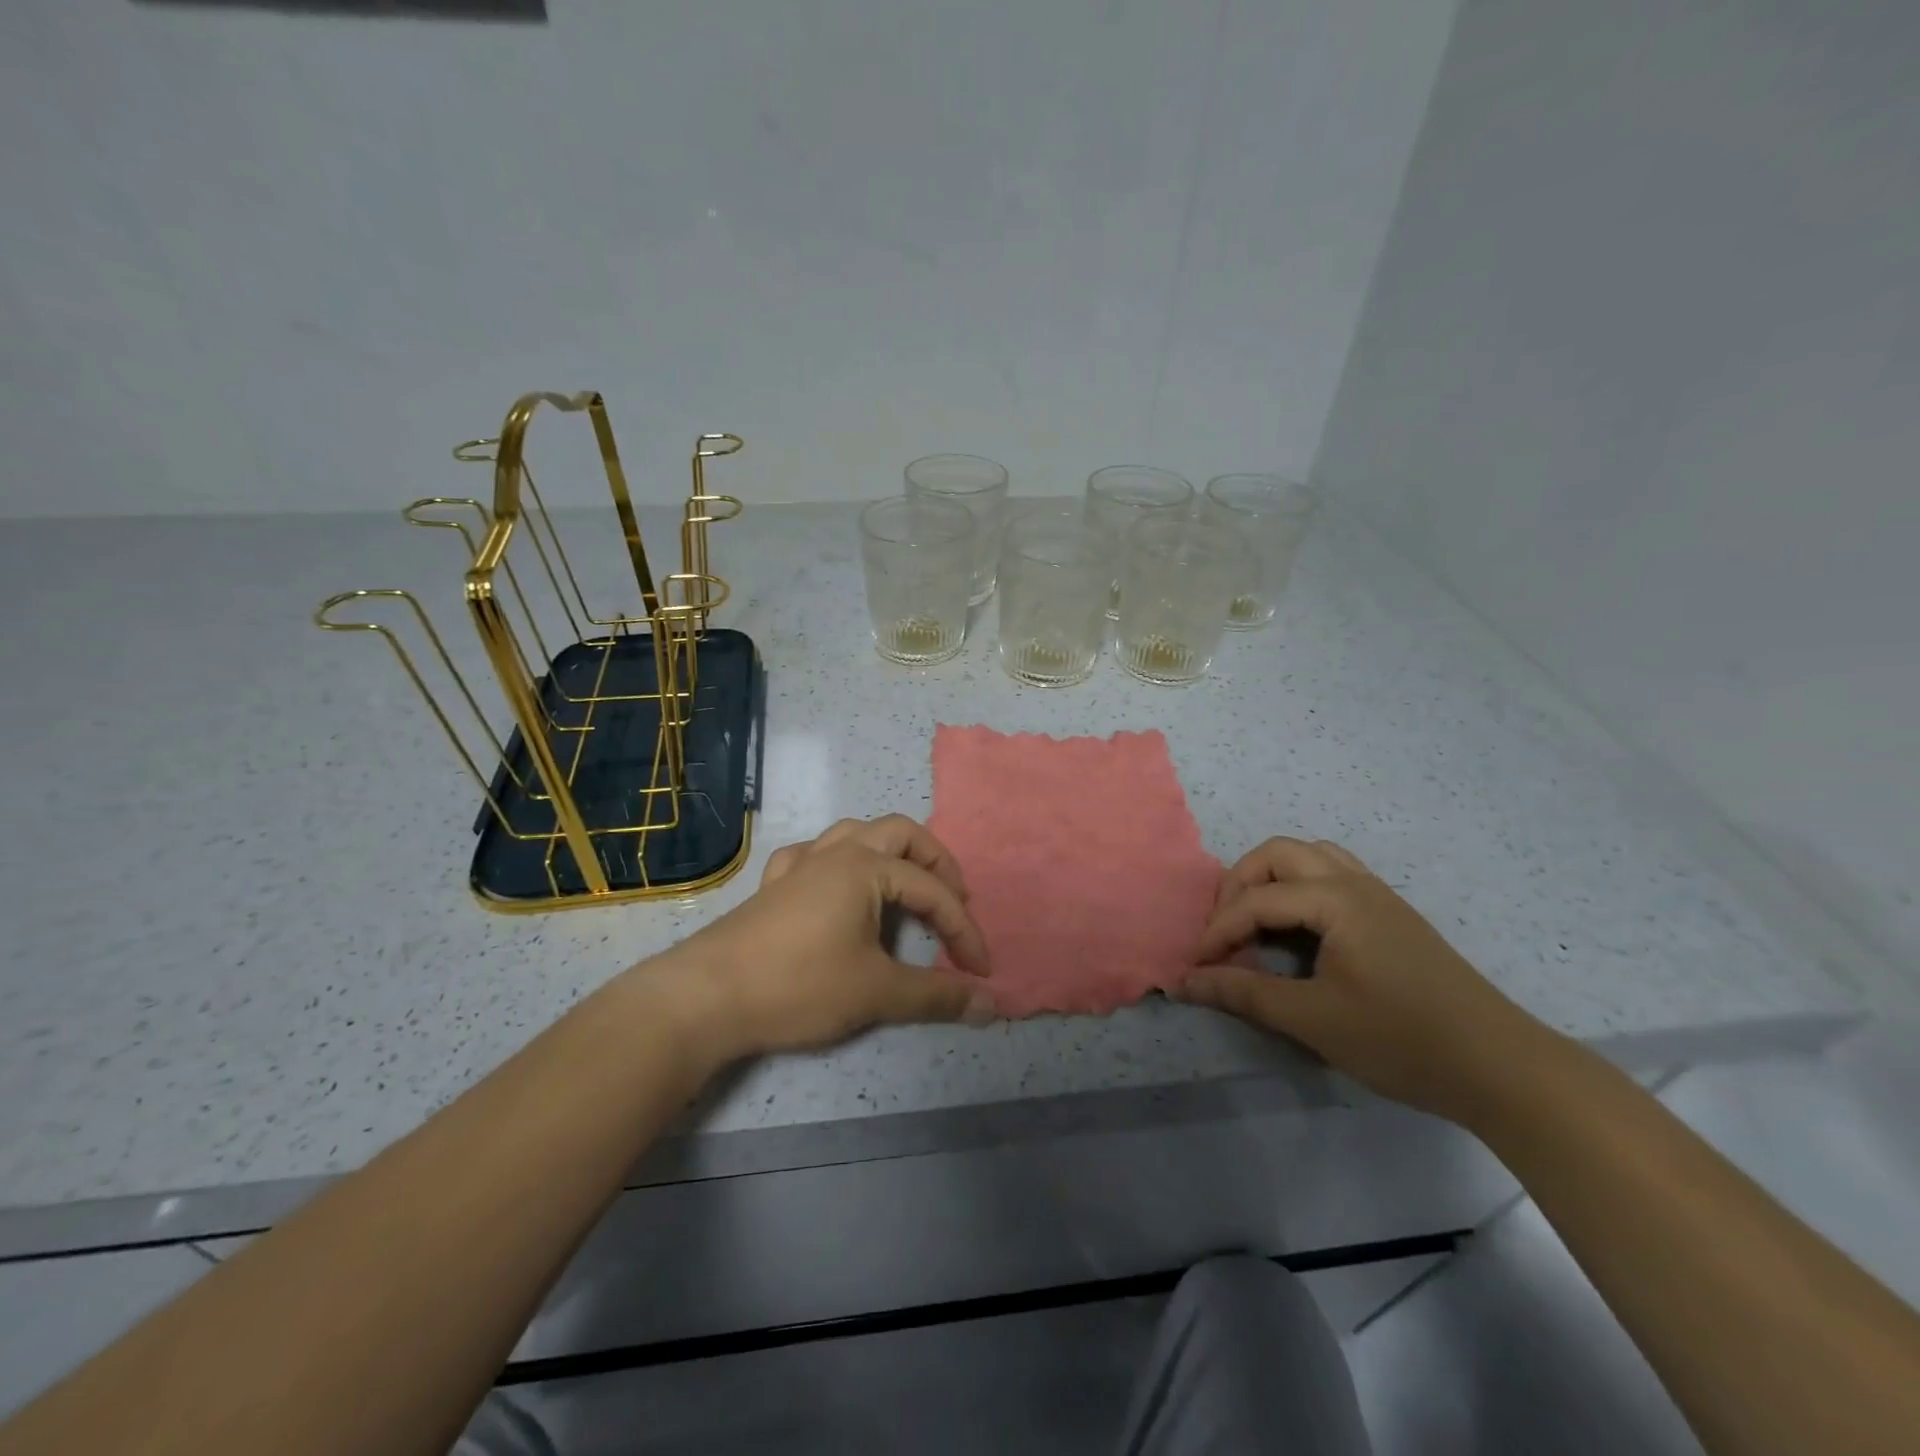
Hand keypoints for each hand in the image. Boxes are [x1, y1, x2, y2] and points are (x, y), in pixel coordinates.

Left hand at [668, 815, 995, 1061]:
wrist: (706, 997)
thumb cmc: (798, 985)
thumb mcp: (876, 992)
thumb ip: (936, 996)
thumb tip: (990, 1006)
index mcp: (866, 867)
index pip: (933, 891)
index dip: (964, 929)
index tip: (980, 971)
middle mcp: (837, 852)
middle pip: (901, 833)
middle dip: (936, 863)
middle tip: (954, 900)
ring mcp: (801, 864)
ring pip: (855, 833)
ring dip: (890, 852)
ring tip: (906, 885)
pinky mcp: (774, 884)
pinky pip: (813, 855)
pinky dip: (837, 863)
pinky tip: (836, 886)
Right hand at [1179, 837, 1555, 1123]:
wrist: (1501, 1067)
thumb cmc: (1401, 1039)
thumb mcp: (1314, 1019)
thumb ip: (1244, 994)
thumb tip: (1186, 982)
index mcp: (1335, 899)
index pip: (1256, 900)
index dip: (1217, 931)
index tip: (1195, 967)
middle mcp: (1354, 882)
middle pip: (1277, 854)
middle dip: (1238, 886)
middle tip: (1224, 931)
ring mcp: (1377, 894)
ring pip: (1308, 858)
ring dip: (1270, 879)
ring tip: (1254, 922)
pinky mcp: (1390, 913)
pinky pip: (1332, 875)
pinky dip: (1299, 888)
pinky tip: (1298, 929)